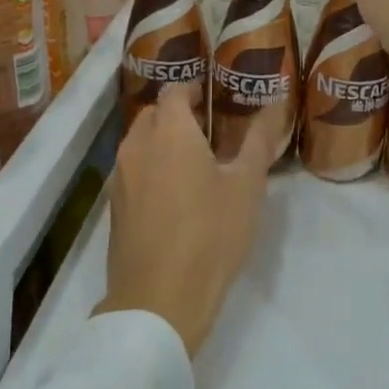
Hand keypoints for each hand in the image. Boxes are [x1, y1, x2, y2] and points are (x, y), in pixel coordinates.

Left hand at [95, 84, 271, 356]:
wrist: (159, 299)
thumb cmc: (210, 234)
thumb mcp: (247, 186)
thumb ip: (258, 140)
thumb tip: (274, 105)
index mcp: (169, 132)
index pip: (173, 91)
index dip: (192, 89)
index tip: (212, 97)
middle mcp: (137, 146)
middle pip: (152, 114)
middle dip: (176, 114)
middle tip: (208, 128)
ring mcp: (120, 178)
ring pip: (139, 143)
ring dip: (161, 141)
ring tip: (193, 161)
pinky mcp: (114, 208)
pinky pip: (132, 171)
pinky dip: (150, 168)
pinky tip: (174, 194)